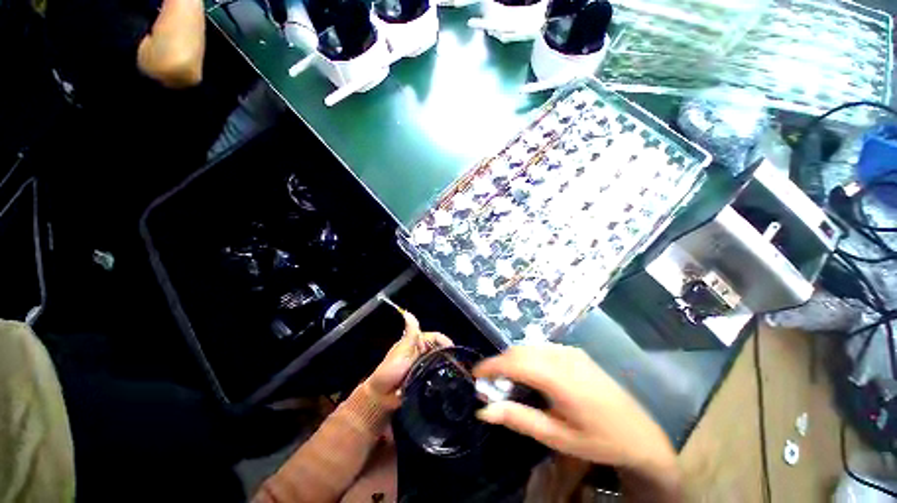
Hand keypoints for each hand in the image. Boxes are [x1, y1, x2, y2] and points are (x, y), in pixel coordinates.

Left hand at [365, 311, 452, 408]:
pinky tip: (448, 381)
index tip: (452, 349)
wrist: (381, 397)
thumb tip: (408, 312)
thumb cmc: (390, 370)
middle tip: (456, 363)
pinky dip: (441, 377)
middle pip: (440, 349)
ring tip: (454, 372)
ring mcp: (424, 366)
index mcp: (417, 343)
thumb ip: (410, 333)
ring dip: (445, 366)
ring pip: (439, 362)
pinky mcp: (425, 379)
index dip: (444, 341)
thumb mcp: (402, 350)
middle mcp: (422, 353)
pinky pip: (437, 376)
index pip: (435, 337)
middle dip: (447, 354)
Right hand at [473, 344, 678, 485]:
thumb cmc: (597, 440)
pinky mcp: (575, 352)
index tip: (475, 374)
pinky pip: (542, 348)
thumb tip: (484, 409)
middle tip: (490, 383)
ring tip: (507, 381)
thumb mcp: (556, 437)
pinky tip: (529, 374)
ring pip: (529, 347)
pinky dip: (527, 356)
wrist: (639, 434)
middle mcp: (563, 357)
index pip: (515, 362)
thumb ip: (518, 418)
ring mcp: (571, 351)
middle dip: (500, 363)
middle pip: (520, 351)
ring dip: (513, 359)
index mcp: (559, 378)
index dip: (491, 365)